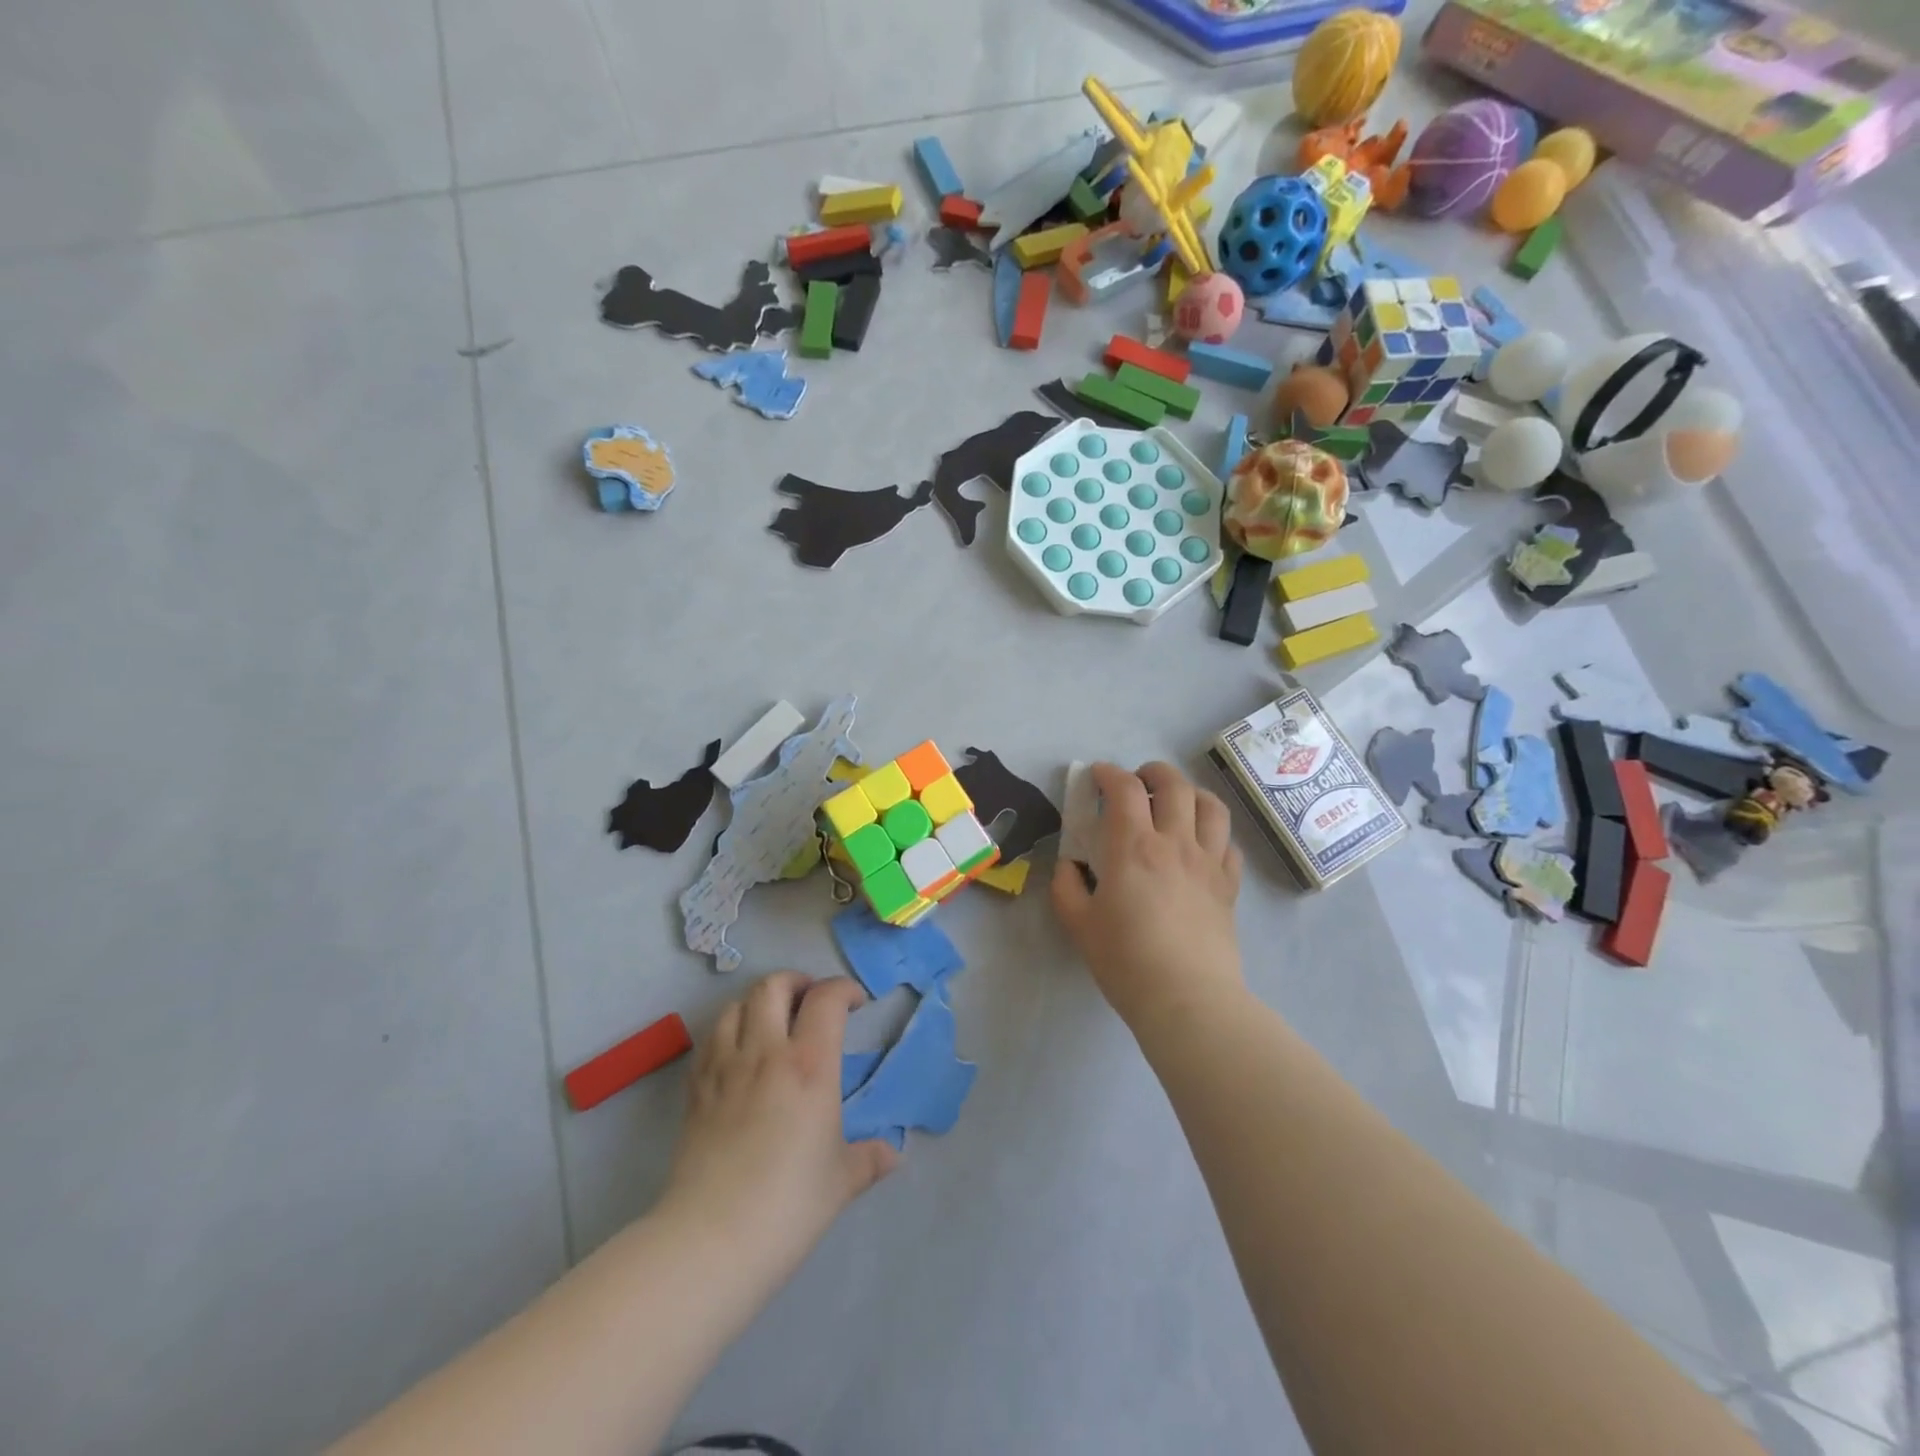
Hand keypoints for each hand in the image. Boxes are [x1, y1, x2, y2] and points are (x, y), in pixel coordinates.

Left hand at [659, 974, 897, 1281]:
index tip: (856, 1003)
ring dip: (757, 1002)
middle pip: (773, 986)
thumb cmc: (789, 1205)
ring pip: (735, 1005)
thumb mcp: (841, 1181)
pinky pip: (710, 1039)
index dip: (843, 989)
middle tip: (810, 1000)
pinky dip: (728, 1030)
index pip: (826, 999)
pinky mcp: (696, 1089)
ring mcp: (725, 1067)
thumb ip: (869, 1159)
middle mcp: (765, 1052)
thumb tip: (893, 1155)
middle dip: (795, 982)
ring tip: (771, 1021)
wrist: (711, 1239)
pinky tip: (737, 1053)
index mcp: (809, 1064)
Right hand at [1052, 761, 1244, 1028]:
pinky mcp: (1229, 885)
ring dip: (1190, 793)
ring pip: (1210, 805)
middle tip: (1137, 782)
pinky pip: (1229, 843)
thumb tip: (1069, 866)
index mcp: (1133, 847)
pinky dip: (1213, 832)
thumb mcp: (1079, 924)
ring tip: (1175, 803)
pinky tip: (1200, 844)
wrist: (1187, 999)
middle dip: (1152, 772)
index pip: (1123, 789)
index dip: (1108, 773)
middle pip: (1173, 784)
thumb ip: (1067, 886)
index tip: (1096, 776)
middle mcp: (1175, 843)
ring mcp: (1208, 862)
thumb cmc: (1126, 961)